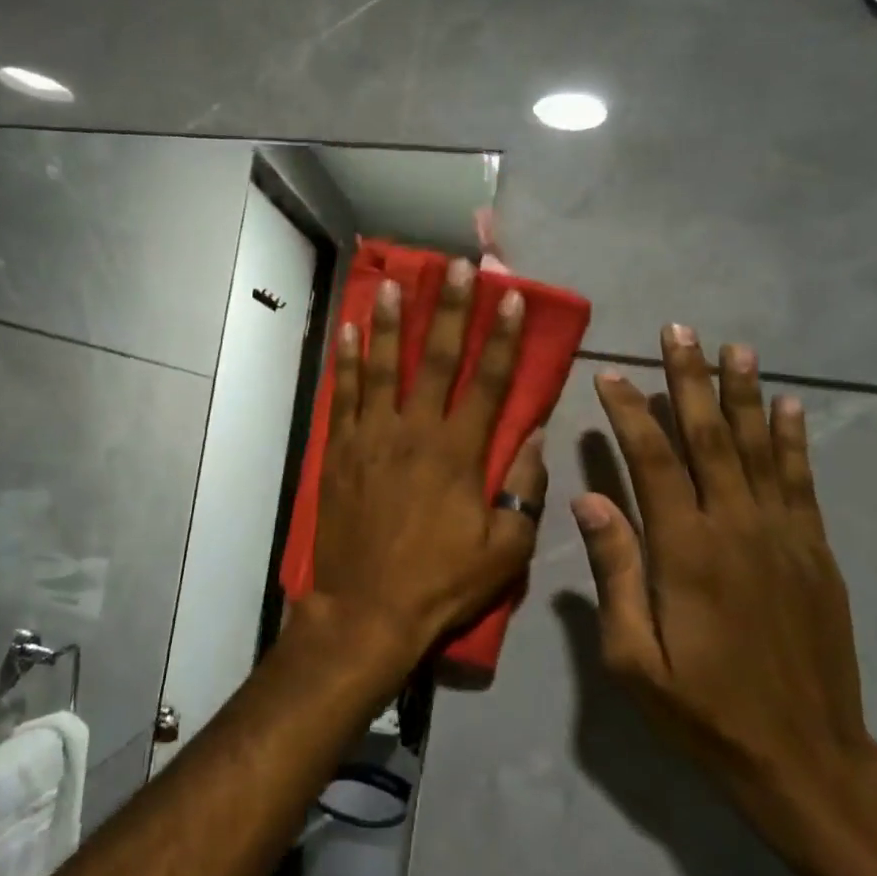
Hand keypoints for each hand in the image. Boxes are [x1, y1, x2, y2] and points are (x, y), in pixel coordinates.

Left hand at [311, 260, 547, 667]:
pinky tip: (350, 331)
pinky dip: (347, 361)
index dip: (501, 337)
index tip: (509, 296)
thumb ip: (523, 490)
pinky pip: (344, 395)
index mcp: (458, 453)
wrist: (366, 608)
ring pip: (384, 366)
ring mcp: (372, 436)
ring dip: (391, 322)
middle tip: (455, 267)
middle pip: (436, 359)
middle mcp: (415, 431)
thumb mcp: (505, 549)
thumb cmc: (440, 582)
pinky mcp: (341, 450)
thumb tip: (535, 439)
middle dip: (449, 309)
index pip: (487, 382)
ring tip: (395, 282)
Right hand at [571, 324, 876, 848]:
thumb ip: (614, 572)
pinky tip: (789, 406)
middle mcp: (736, 528)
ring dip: (744, 394)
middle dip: (690, 380)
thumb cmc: (702, 711)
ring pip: (760, 448)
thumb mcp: (634, 657)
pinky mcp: (816, 553)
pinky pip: (802, 483)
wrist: (805, 760)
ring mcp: (783, 537)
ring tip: (736, 348)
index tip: (611, 373)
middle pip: (710, 437)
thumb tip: (588, 498)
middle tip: (679, 330)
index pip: (653, 461)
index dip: (630, 412)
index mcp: (686, 550)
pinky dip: (794, 441)